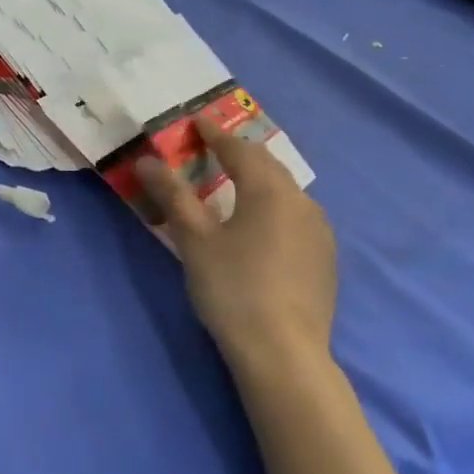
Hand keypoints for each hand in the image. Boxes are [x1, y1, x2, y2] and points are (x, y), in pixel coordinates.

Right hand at [137, 119, 335, 374]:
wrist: (284, 352)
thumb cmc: (233, 289)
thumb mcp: (195, 241)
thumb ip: (173, 196)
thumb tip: (148, 160)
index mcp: (270, 191)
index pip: (240, 150)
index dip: (216, 134)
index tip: (198, 121)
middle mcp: (302, 202)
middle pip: (268, 167)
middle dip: (240, 154)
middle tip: (215, 149)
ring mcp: (320, 231)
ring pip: (286, 193)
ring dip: (261, 182)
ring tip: (238, 186)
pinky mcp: (325, 259)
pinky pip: (297, 218)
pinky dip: (275, 209)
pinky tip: (263, 228)